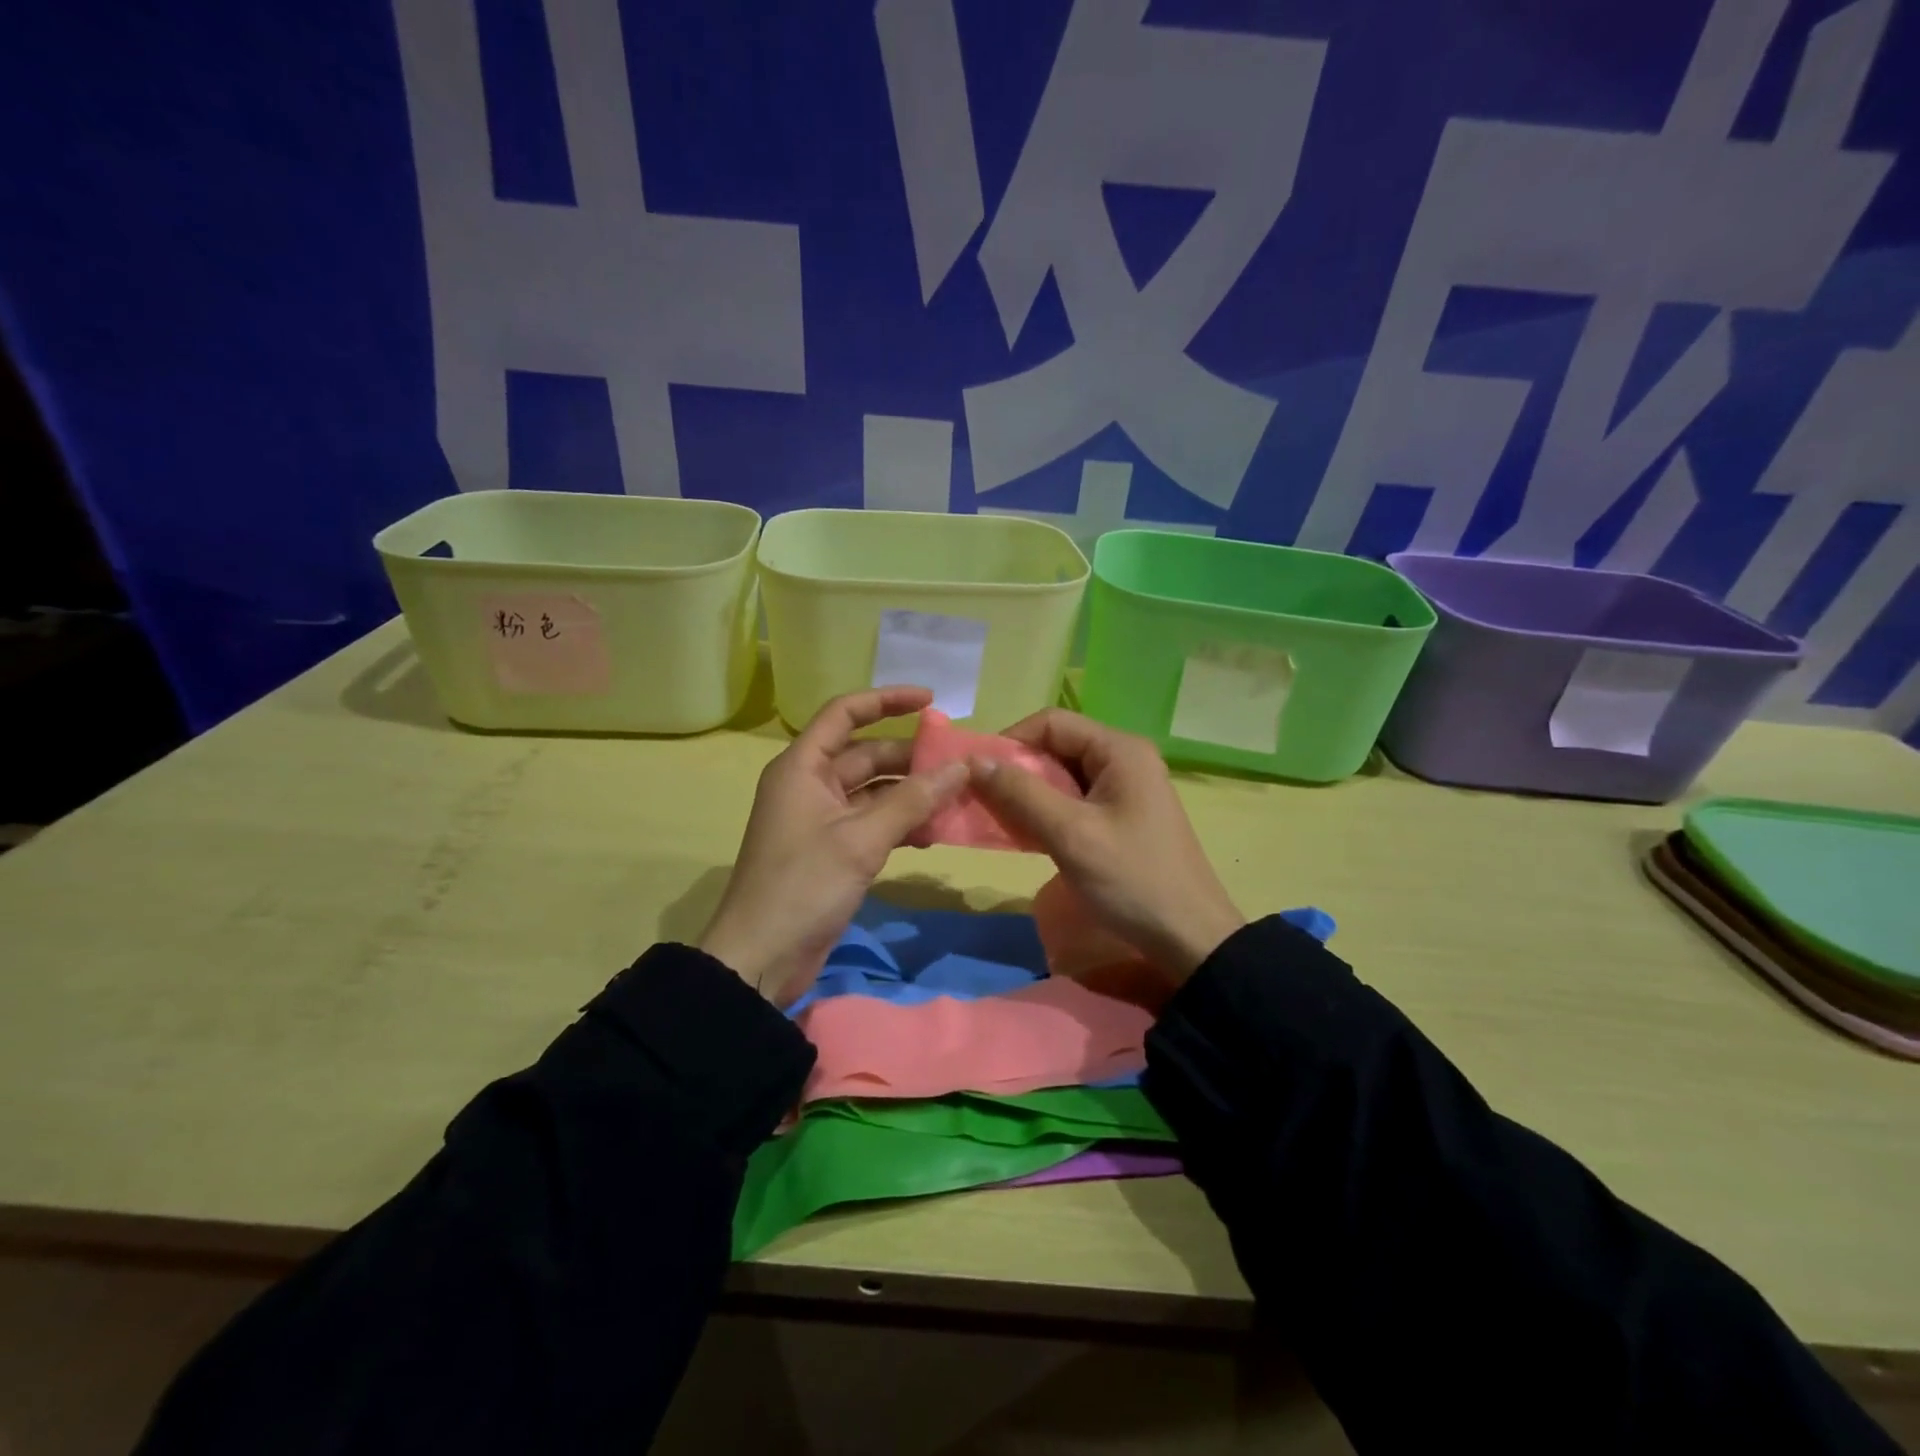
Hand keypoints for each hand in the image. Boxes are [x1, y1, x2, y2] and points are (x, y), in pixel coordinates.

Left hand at [699, 687, 967, 1005]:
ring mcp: (821, 820)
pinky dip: (900, 824)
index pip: (845, 713)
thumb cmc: (804, 886)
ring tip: (956, 801)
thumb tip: (960, 767)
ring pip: (874, 792)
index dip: (887, 700)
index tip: (931, 700)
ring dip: (912, 795)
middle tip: (960, 764)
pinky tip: (933, 835)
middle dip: (911, 758)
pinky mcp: (832, 851)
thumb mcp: (861, 839)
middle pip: (866, 754)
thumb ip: (913, 800)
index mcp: (802, 767)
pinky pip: (872, 823)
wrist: (760, 959)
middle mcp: (810, 785)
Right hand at [969, 709, 1244, 984]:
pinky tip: (1027, 835)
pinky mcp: (1121, 816)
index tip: (978, 775)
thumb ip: (1021, 793)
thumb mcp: (1071, 834)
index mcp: (1119, 750)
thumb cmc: (1131, 879)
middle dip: (1017, 771)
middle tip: (983, 801)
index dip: (1010, 742)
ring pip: (1062, 776)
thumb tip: (974, 760)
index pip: (1051, 723)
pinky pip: (1074, 800)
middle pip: (1056, 746)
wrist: (1190, 938)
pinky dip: (1046, 812)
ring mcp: (1125, 788)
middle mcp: (1124, 759)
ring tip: (999, 821)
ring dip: (1028, 794)